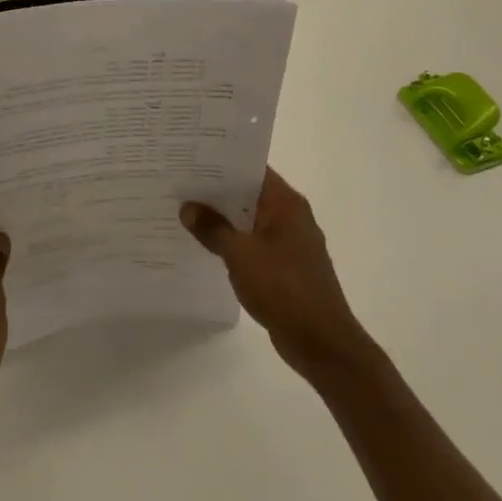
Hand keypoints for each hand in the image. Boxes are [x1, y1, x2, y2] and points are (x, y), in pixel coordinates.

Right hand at [180, 168, 373, 381]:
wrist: (321, 341)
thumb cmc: (283, 288)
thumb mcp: (240, 254)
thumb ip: (213, 228)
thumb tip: (188, 207)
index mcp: (286, 203)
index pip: (252, 169)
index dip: (223, 163)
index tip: (192, 159)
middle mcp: (292, 216)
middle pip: (250, 194)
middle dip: (218, 191)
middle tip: (180, 184)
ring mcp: (291, 243)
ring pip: (251, 221)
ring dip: (224, 219)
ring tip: (186, 212)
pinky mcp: (286, 267)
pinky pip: (254, 244)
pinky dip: (234, 242)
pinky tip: (207, 246)